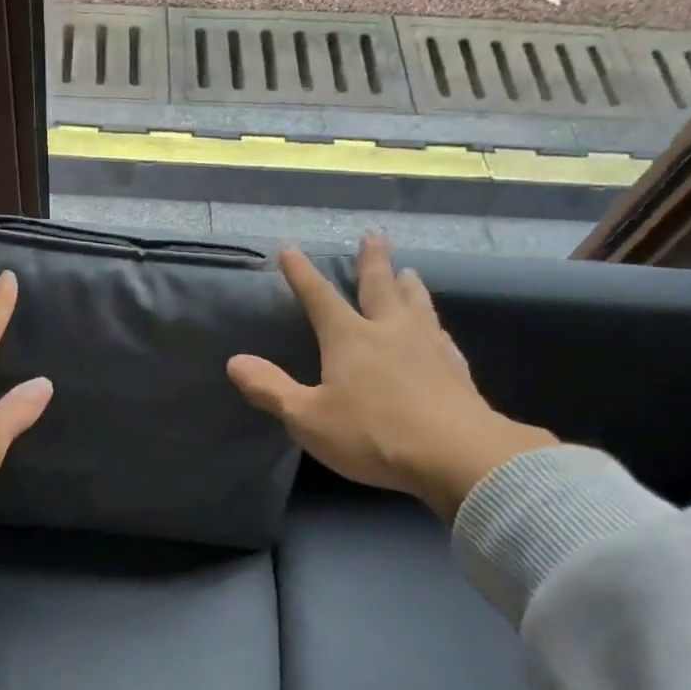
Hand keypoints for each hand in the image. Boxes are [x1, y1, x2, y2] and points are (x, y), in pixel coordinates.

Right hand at [226, 236, 556, 519]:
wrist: (455, 454)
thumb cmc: (372, 434)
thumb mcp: (307, 418)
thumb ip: (270, 389)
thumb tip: (235, 362)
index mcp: (350, 339)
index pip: (319, 297)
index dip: (302, 274)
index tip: (290, 248)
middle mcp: (389, 331)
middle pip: (379, 286)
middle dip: (372, 261)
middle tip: (373, 235)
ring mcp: (428, 346)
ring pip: (416, 304)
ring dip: (408, 285)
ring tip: (409, 271)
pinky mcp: (455, 368)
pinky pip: (441, 333)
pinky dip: (433, 322)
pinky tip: (437, 329)